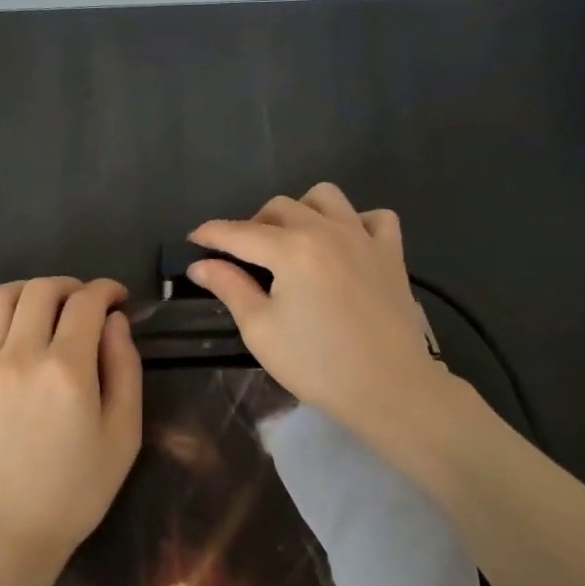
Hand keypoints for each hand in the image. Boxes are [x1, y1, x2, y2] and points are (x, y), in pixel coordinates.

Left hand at [0, 277, 142, 583]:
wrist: (6, 535)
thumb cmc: (75, 491)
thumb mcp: (123, 435)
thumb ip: (124, 369)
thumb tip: (114, 321)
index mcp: (67, 369)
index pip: (86, 302)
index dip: (106, 290)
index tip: (116, 298)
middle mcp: (20, 356)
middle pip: (42, 290)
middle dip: (70, 287)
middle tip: (83, 304)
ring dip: (26, 289)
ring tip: (42, 303)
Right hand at [189, 184, 449, 445]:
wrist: (390, 387)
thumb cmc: (317, 364)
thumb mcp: (261, 330)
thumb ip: (229, 288)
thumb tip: (200, 265)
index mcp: (291, 249)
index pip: (239, 232)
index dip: (211, 234)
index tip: (193, 240)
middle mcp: (327, 230)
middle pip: (279, 207)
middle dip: (253, 225)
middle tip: (243, 258)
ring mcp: (364, 237)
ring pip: (325, 198)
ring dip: (301, 212)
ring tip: (292, 242)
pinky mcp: (391, 253)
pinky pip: (374, 218)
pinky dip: (355, 222)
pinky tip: (345, 245)